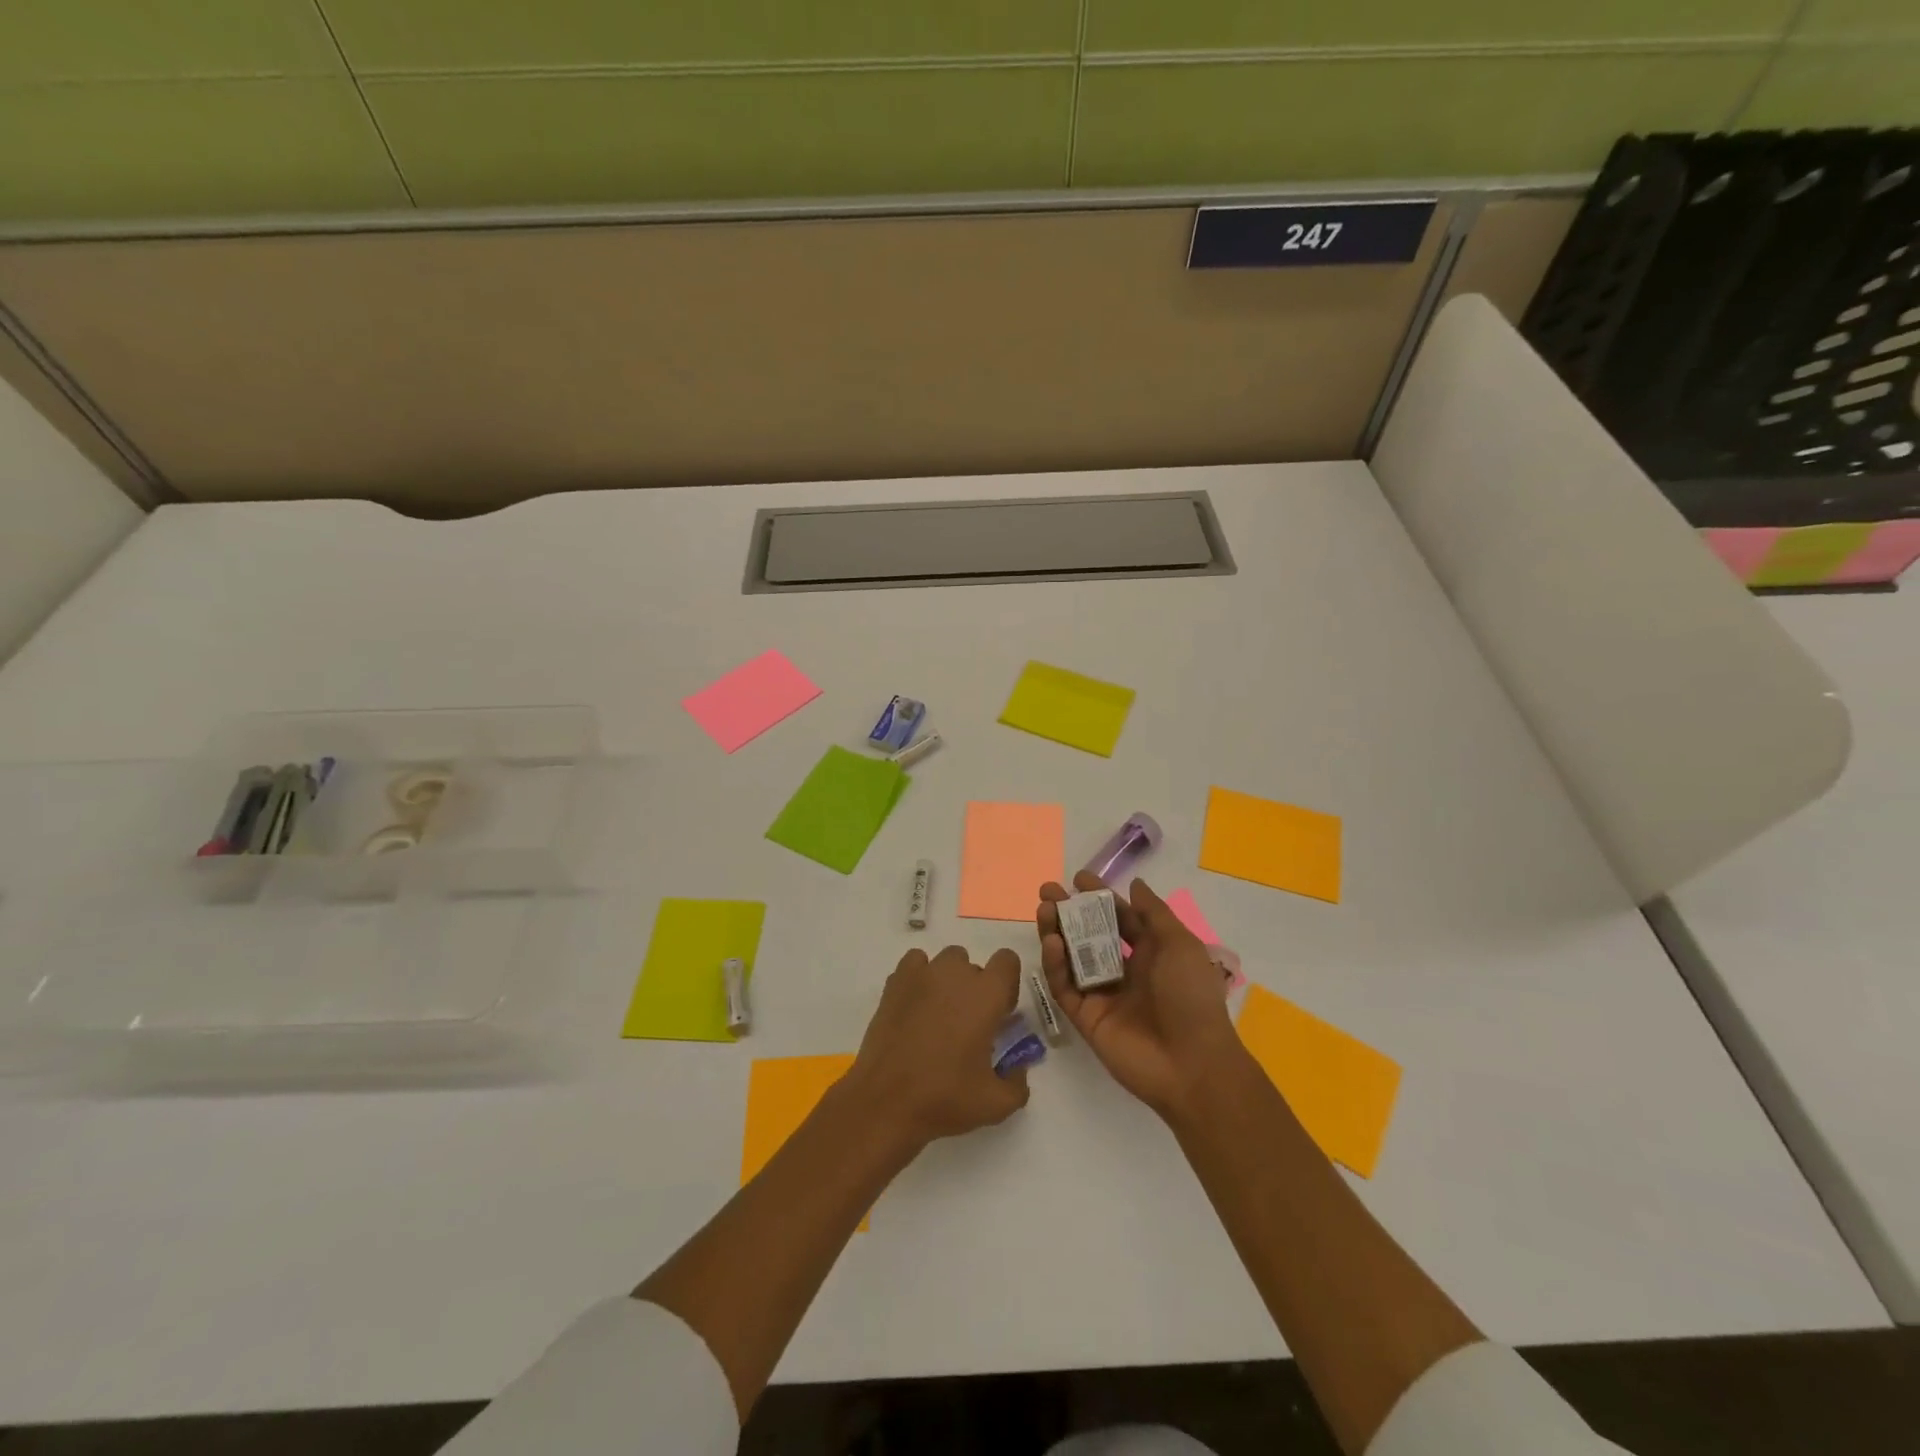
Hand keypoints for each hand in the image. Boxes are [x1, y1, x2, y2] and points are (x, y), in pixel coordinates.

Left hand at [842, 944, 1031, 1150]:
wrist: (885, 1102)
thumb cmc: (945, 1098)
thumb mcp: (996, 1104)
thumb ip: (1018, 1083)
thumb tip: (1017, 1068)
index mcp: (986, 995)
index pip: (1007, 960)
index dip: (1007, 985)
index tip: (999, 1014)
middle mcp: (955, 974)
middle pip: (974, 965)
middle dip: (976, 989)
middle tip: (967, 1026)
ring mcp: (922, 975)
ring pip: (945, 962)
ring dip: (948, 981)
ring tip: (938, 1016)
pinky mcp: (894, 983)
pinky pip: (915, 964)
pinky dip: (919, 978)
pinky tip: (915, 1006)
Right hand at [1038, 874, 1240, 1118]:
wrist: (1191, 1064)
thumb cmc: (1191, 997)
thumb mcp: (1180, 945)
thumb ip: (1154, 913)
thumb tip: (1134, 884)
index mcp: (1150, 953)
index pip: (1119, 918)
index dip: (1099, 897)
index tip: (1077, 879)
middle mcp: (1124, 970)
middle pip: (1089, 935)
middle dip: (1068, 911)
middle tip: (1047, 891)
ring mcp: (1102, 995)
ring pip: (1071, 958)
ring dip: (1056, 932)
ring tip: (1044, 910)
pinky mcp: (1085, 1018)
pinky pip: (1065, 987)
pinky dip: (1055, 965)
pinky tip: (1051, 942)